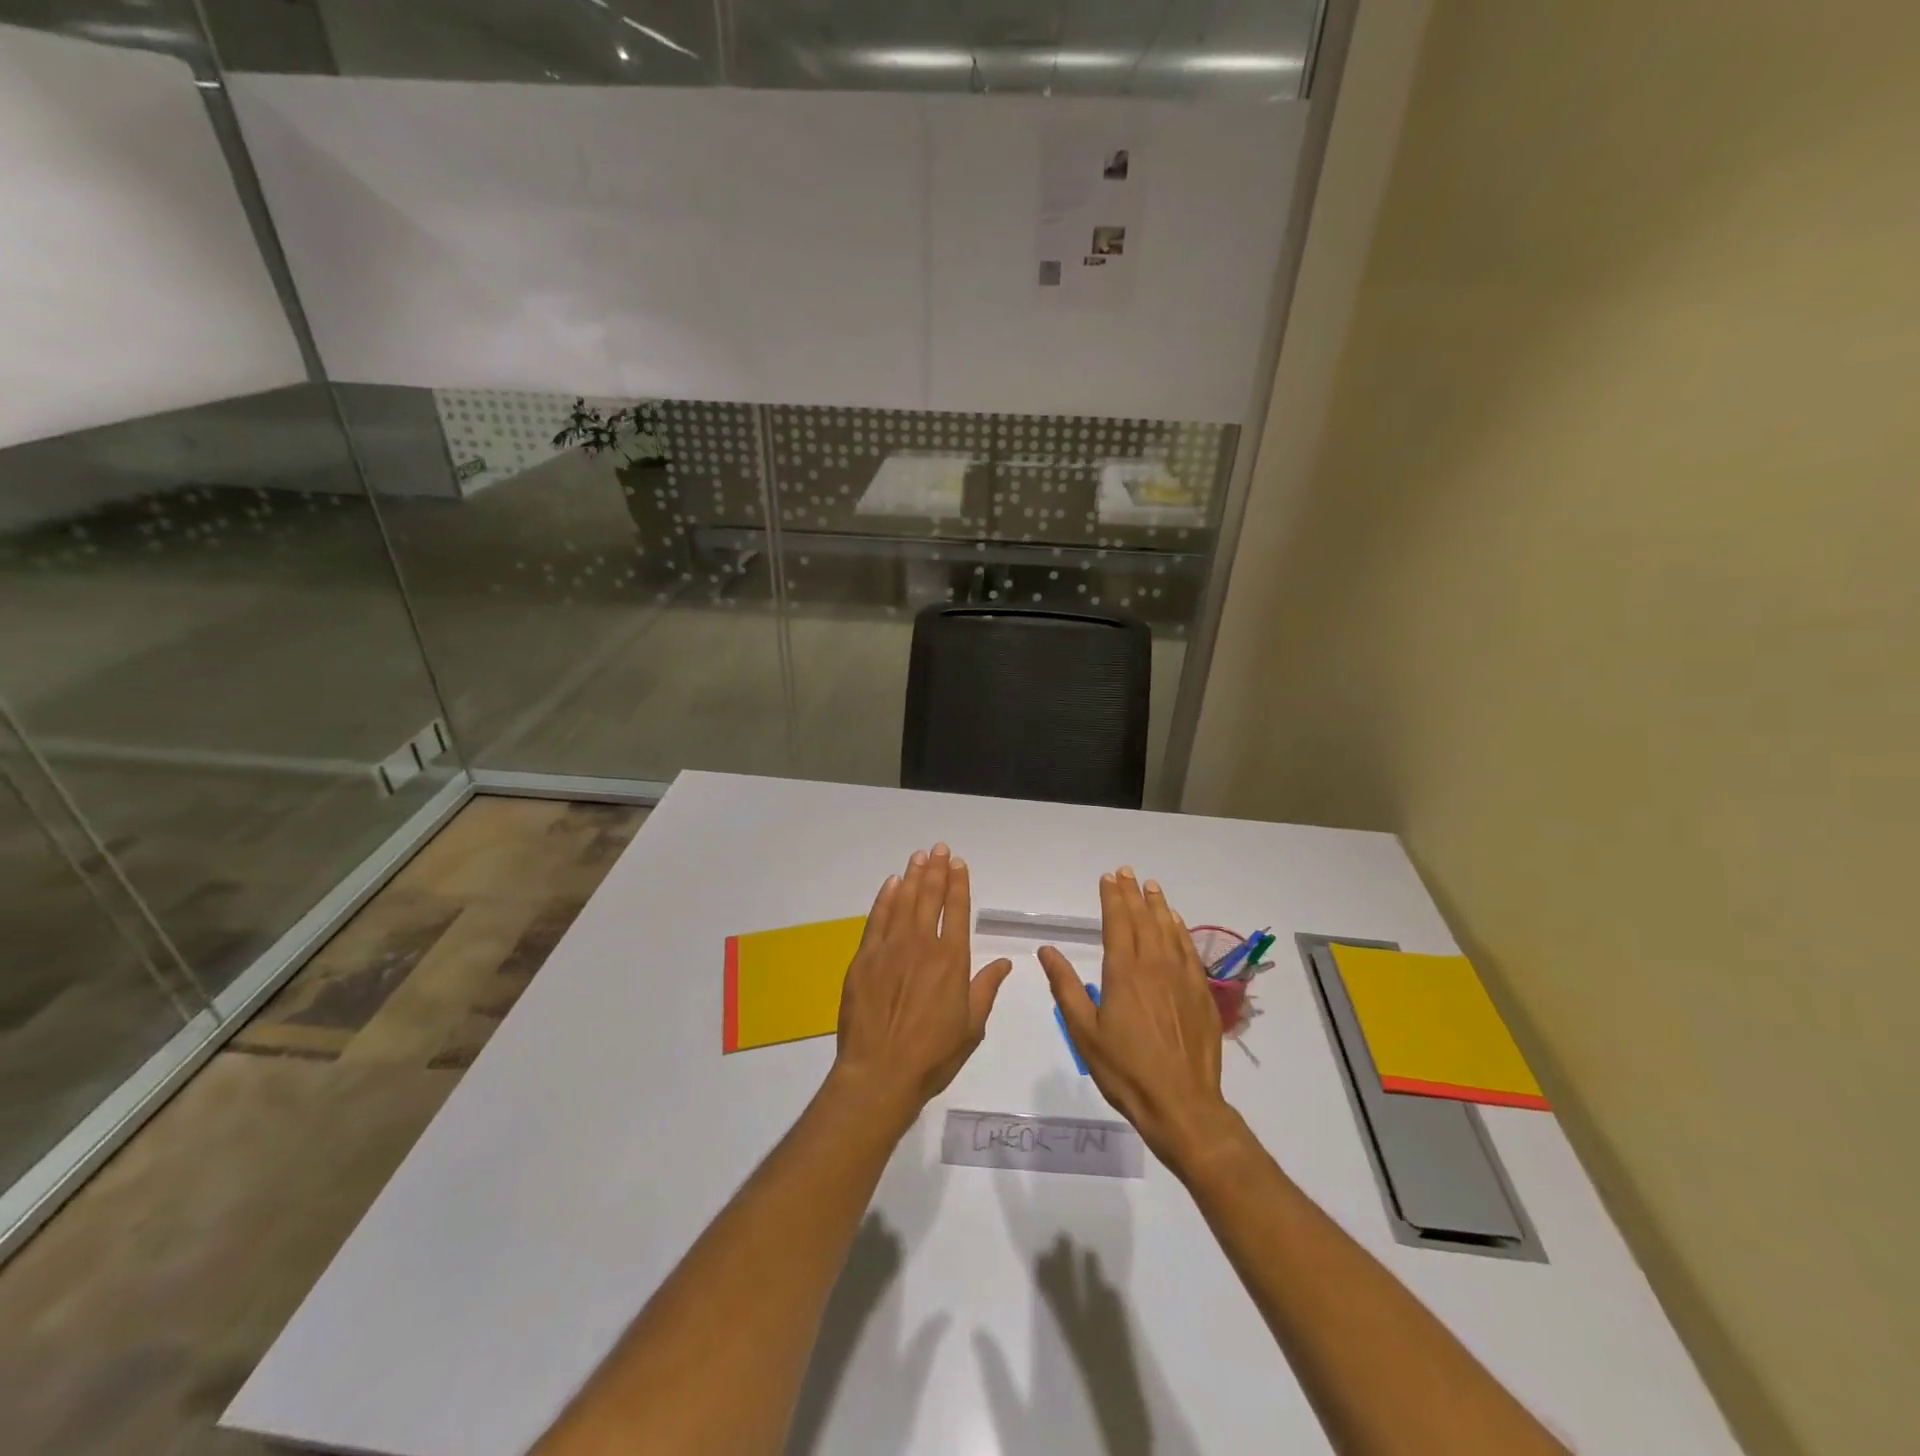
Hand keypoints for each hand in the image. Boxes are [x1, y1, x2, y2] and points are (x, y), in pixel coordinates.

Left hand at [832, 844, 1013, 1129]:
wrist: (881, 1072)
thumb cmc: (933, 1054)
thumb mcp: (971, 1026)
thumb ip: (986, 988)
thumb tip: (1004, 962)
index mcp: (952, 959)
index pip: (958, 910)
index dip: (959, 884)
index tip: (958, 864)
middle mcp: (922, 945)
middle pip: (930, 897)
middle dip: (936, 870)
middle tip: (938, 848)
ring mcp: (890, 948)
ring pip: (903, 902)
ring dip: (912, 877)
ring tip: (918, 857)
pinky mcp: (865, 958)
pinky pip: (877, 919)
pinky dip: (884, 899)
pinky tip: (890, 884)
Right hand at [1038, 867, 1239, 1173]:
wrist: (1182, 1104)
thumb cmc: (1125, 1070)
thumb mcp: (1083, 1032)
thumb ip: (1065, 987)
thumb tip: (1047, 950)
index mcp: (1123, 972)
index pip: (1117, 922)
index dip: (1112, 898)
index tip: (1108, 877)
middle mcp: (1154, 966)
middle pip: (1143, 920)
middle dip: (1133, 894)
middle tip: (1126, 872)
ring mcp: (1182, 978)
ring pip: (1169, 930)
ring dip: (1159, 906)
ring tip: (1151, 887)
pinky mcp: (1201, 994)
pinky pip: (1189, 950)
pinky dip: (1181, 930)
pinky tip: (1177, 923)